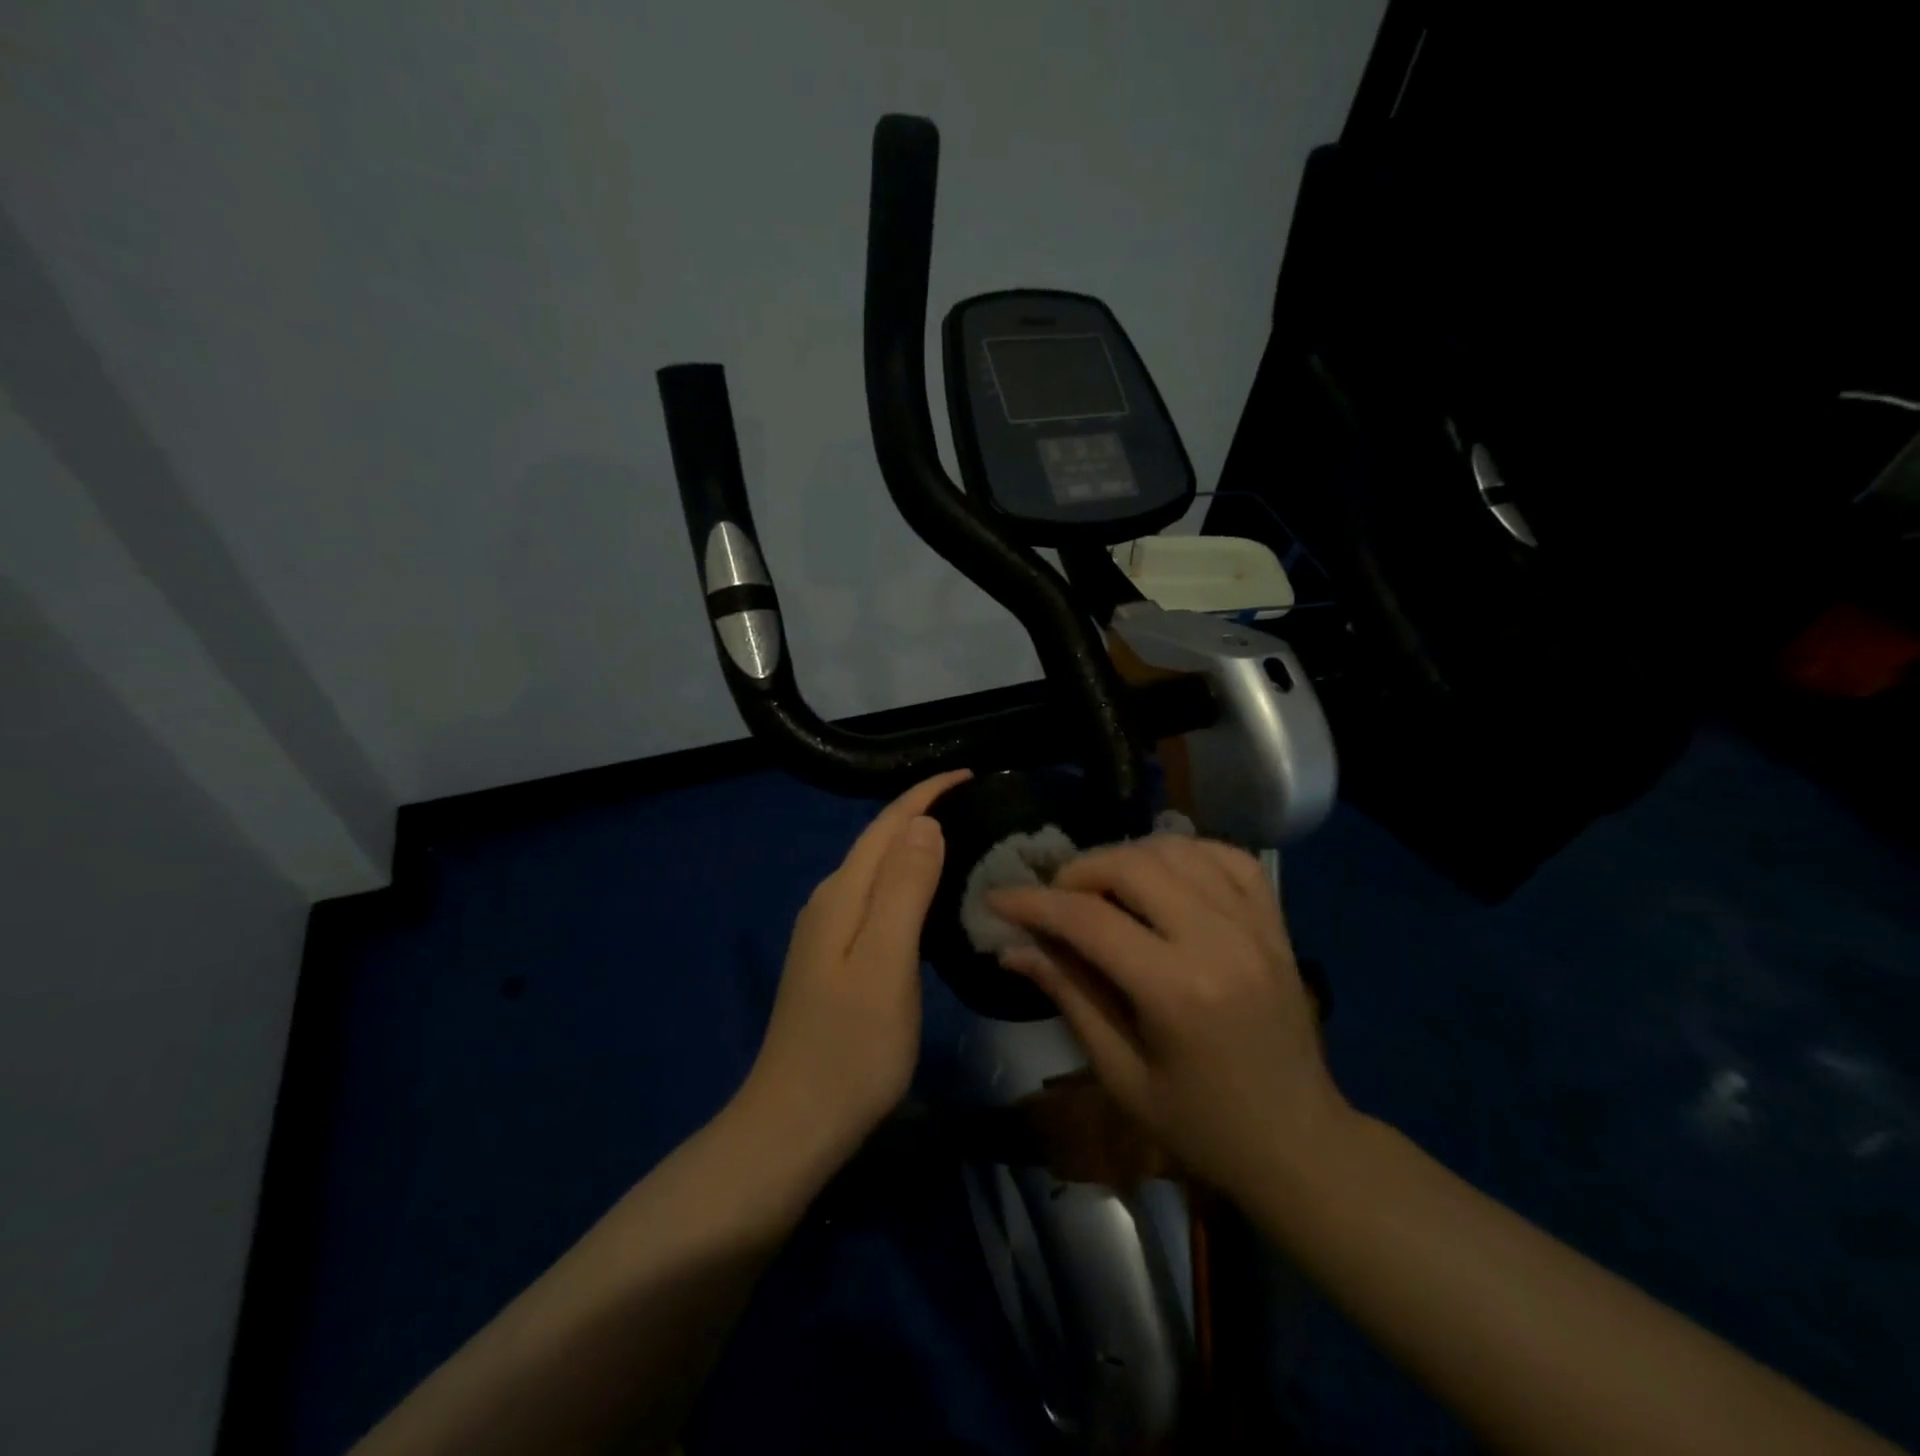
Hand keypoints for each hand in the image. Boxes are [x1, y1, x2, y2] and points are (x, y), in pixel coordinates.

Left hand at [739, 770, 968, 1156]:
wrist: (794, 1124)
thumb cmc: (851, 1048)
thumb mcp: (886, 963)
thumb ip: (903, 889)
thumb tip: (923, 823)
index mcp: (842, 895)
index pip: (887, 824)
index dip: (927, 794)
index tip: (971, 773)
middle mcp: (829, 902)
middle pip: (879, 840)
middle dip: (923, 811)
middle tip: (977, 803)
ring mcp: (827, 933)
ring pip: (876, 869)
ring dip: (914, 845)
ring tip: (961, 837)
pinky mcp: (834, 959)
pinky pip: (875, 898)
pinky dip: (906, 881)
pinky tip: (927, 896)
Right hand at [989, 835, 1349, 1199]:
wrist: (1299, 1143)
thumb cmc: (1201, 1126)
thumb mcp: (1121, 1074)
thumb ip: (1069, 996)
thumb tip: (1012, 948)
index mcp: (1176, 991)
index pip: (1088, 920)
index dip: (1033, 903)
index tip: (996, 899)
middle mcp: (1219, 941)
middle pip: (1132, 866)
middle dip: (1078, 871)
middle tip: (1053, 898)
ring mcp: (1254, 925)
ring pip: (1176, 850)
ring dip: (1126, 856)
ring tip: (1101, 887)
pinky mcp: (1275, 922)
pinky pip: (1226, 856)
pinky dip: (1185, 851)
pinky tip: (1162, 872)